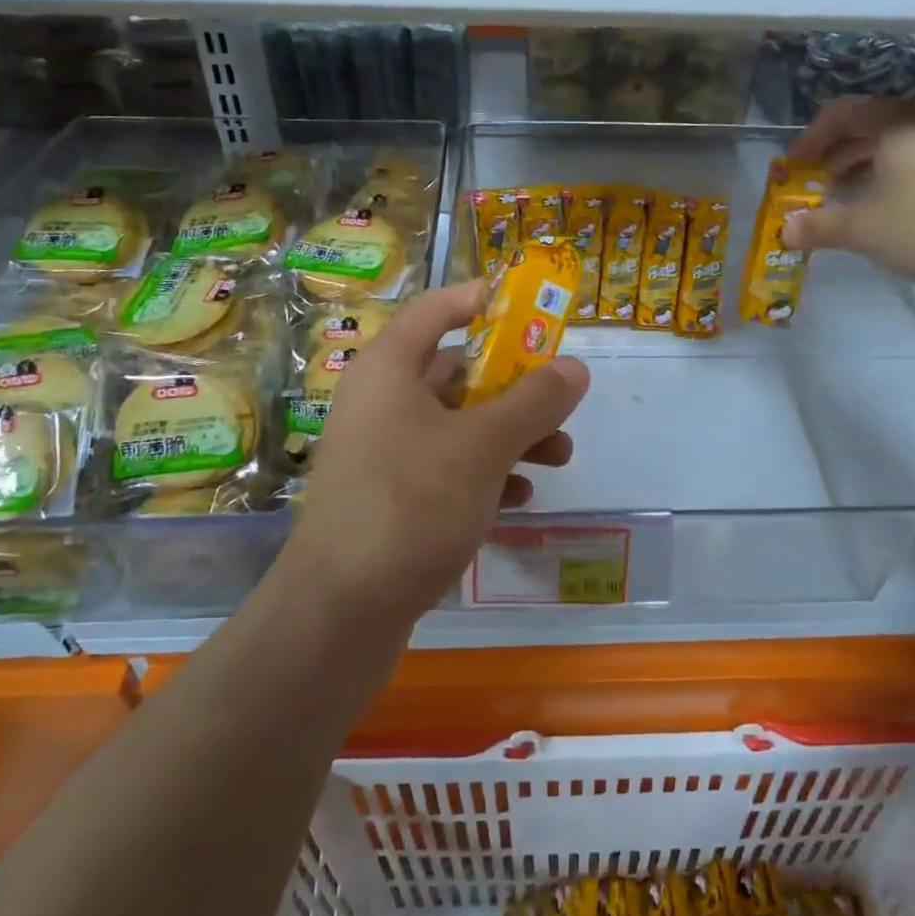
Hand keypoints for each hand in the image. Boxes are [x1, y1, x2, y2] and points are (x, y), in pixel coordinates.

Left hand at [281, 280, 590, 625]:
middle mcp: (382, 402)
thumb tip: (575, 367)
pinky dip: (486, 474)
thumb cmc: (410, 505)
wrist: (339, 614)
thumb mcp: (483, 446)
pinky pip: (448, 468)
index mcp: (389, 370)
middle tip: (561, 401)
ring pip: (459, 424)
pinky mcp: (392, 497)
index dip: (483, 301)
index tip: (532, 309)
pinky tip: (519, 500)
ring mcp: (384, 452)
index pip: (436, 309)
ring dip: (511, 434)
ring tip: (559, 457)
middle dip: (515, 386)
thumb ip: (533, 401)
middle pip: (457, 371)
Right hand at [782, 98, 914, 282]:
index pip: (843, 114)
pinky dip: (891, 173)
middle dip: (836, 152)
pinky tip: (885, 204)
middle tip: (815, 179)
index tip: (794, 163)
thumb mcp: (862, 229)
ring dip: (862, 164)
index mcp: (896, 125)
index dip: (812, 137)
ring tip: (844, 194)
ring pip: (895, 143)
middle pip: (869, 126)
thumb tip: (784, 232)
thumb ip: (818, 226)